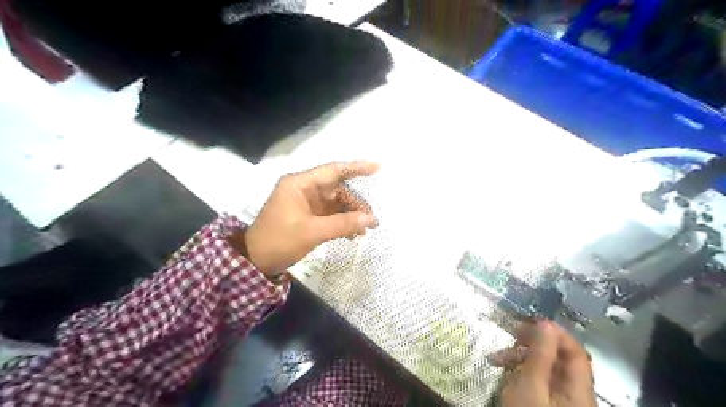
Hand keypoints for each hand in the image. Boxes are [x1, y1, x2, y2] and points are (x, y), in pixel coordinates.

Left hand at [233, 161, 379, 276]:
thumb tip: (371, 219)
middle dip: (355, 203)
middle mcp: (304, 189)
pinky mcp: (307, 216)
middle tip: (372, 220)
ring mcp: (305, 203)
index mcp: (300, 184)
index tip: (377, 167)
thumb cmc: (279, 241)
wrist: (255, 262)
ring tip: (365, 230)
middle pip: (337, 189)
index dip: (356, 167)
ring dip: (350, 215)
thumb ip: (343, 224)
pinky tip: (353, 234)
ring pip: (335, 203)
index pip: (333, 170)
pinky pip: (330, 214)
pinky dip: (341, 222)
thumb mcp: (312, 232)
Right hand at [491, 319, 597, 406]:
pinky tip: (504, 373)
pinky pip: (538, 382)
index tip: (529, 322)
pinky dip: (521, 372)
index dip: (555, 333)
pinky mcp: (547, 406)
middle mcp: (575, 394)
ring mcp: (561, 402)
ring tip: (497, 359)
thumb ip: (540, 354)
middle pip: (560, 359)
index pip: (575, 351)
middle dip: (533, 344)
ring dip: (522, 358)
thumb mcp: (530, 385)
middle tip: (509, 336)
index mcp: (579, 389)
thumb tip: (546, 323)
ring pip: (546, 369)